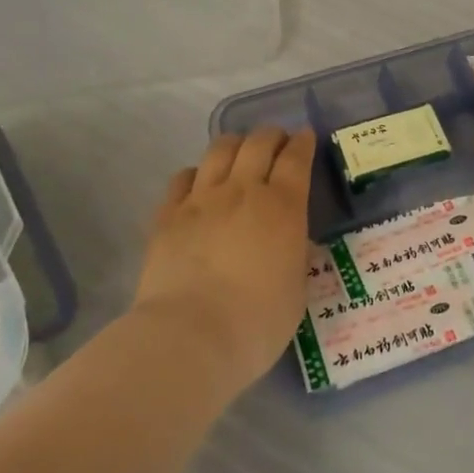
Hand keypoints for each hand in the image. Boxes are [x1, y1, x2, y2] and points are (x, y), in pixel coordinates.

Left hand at [130, 127, 314, 399]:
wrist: (190, 337)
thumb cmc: (256, 324)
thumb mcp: (296, 291)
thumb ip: (293, 255)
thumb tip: (289, 241)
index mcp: (283, 207)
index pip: (296, 158)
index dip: (303, 142)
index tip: (305, 136)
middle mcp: (243, 190)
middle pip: (259, 143)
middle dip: (272, 135)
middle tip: (276, 141)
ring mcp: (202, 198)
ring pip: (220, 150)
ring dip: (235, 144)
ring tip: (239, 151)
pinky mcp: (169, 213)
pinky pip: (183, 177)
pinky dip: (196, 173)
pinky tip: (198, 183)